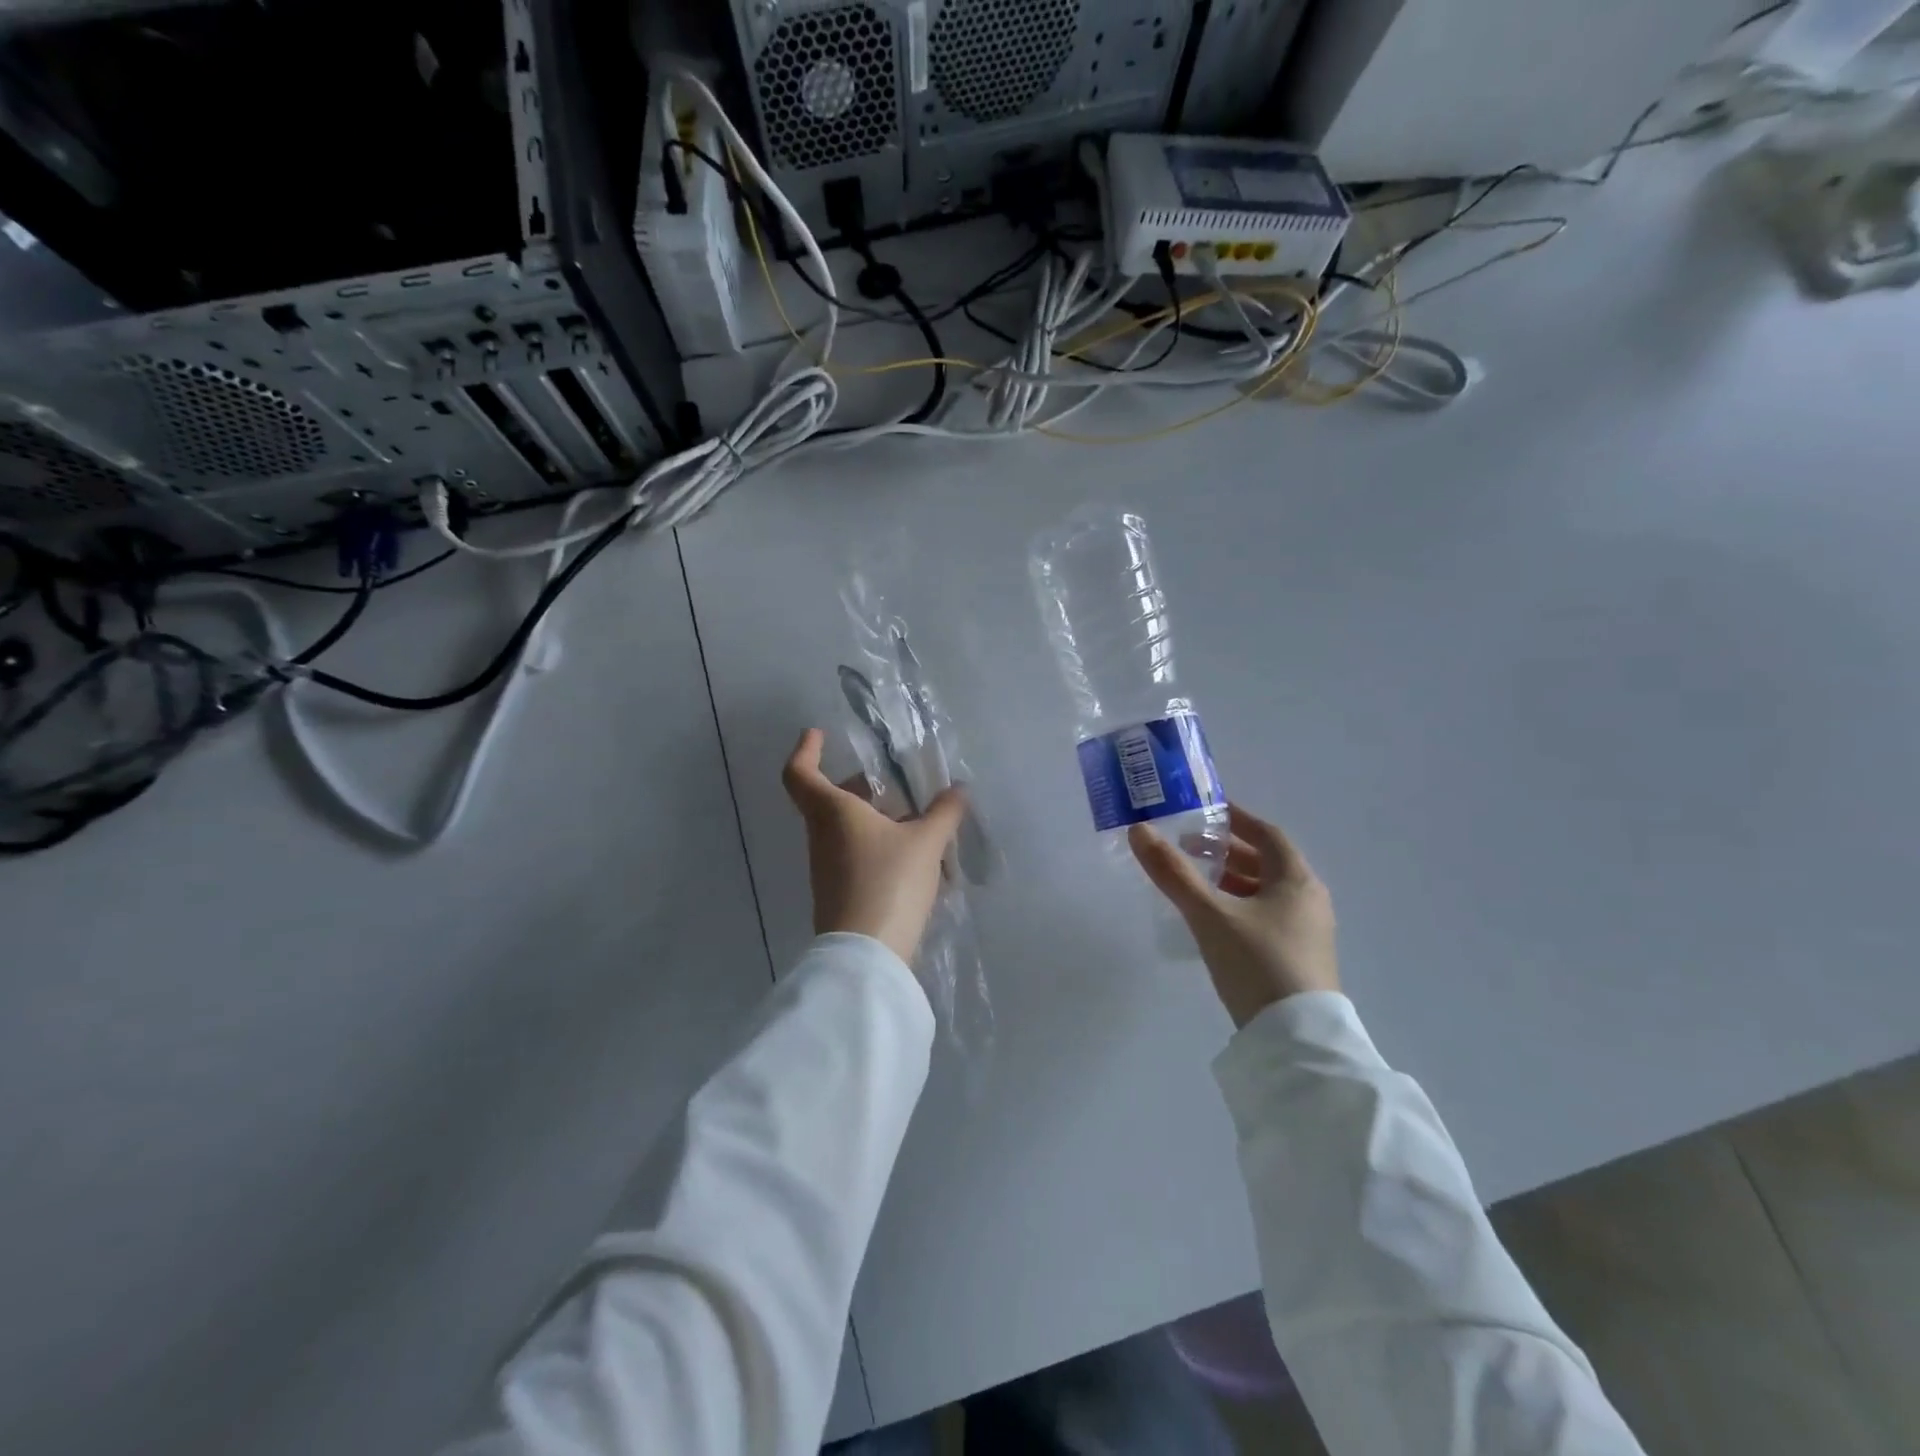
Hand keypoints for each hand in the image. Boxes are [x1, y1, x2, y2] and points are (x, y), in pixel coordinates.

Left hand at [782, 728, 967, 965]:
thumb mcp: (926, 843)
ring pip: (845, 829)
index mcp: (833, 812)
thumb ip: (943, 813)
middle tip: (894, 785)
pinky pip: (855, 855)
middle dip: (861, 787)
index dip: (806, 749)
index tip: (819, 734)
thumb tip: (957, 790)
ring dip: (876, 819)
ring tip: (918, 823)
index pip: (800, 773)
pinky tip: (914, 859)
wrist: (866, 956)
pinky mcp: (838, 893)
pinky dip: (879, 846)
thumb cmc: (889, 882)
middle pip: (830, 800)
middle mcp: (822, 836)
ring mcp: (827, 868)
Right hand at [1128, 804, 1338, 1027]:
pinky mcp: (1299, 958)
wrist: (1296, 1041)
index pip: (1268, 834)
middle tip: (1189, 846)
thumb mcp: (1209, 915)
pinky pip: (1267, 916)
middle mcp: (1309, 900)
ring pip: (1266, 891)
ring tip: (1195, 880)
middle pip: (1267, 862)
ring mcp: (1307, 932)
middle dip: (1227, 851)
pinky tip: (1214, 919)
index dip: (1237, 819)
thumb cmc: (1256, 963)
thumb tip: (1139, 830)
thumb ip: (1173, 873)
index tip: (1206, 810)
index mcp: (1297, 881)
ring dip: (1233, 879)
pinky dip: (1240, 905)